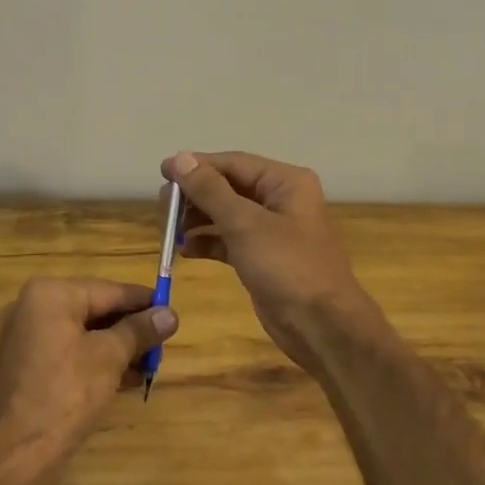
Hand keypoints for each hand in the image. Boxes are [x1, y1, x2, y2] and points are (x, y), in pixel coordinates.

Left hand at [0, 278, 176, 466]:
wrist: (17, 452)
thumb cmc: (66, 393)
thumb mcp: (110, 357)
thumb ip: (140, 330)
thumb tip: (170, 315)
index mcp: (51, 294)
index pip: (109, 290)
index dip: (143, 301)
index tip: (171, 311)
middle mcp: (33, 306)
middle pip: (95, 309)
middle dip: (130, 328)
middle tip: (162, 343)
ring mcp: (26, 336)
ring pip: (83, 332)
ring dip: (117, 347)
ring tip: (149, 366)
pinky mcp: (26, 364)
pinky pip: (69, 350)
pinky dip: (95, 360)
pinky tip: (125, 379)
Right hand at [161, 150, 384, 372]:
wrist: (321, 326)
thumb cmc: (287, 266)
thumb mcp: (245, 224)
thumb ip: (210, 190)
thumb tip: (179, 158)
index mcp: (285, 182)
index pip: (233, 163)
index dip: (197, 166)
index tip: (162, 172)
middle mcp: (280, 200)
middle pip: (229, 187)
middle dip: (195, 194)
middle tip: (162, 205)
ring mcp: (272, 231)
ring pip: (227, 214)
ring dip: (198, 219)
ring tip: (168, 227)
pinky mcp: (263, 258)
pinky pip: (230, 240)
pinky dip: (208, 242)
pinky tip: (184, 250)